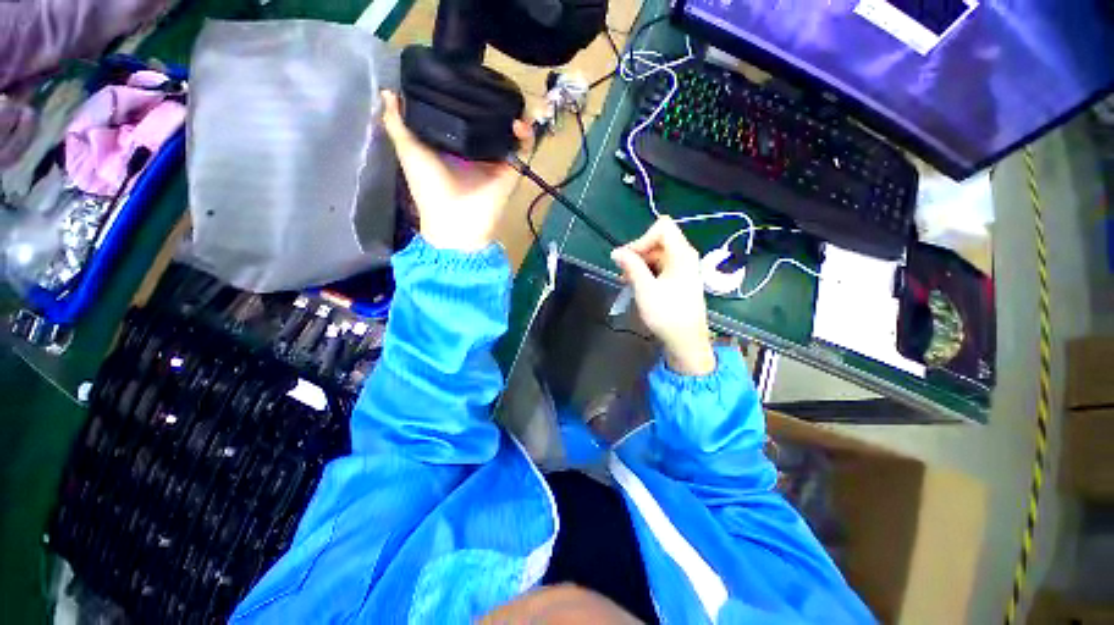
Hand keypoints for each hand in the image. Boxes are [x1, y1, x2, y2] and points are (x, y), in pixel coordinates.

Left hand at [380, 90, 531, 251]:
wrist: (454, 222)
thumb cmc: (429, 188)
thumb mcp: (409, 151)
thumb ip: (398, 123)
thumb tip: (389, 92)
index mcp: (453, 144)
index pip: (463, 112)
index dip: (466, 93)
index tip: (467, 73)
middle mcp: (476, 149)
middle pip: (489, 118)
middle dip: (494, 101)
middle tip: (493, 82)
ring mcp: (495, 159)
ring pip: (508, 130)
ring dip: (514, 114)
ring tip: (512, 98)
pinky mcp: (511, 169)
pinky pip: (523, 148)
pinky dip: (525, 135)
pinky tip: (519, 123)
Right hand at [611, 217, 715, 375]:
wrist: (686, 341)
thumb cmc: (667, 314)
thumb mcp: (645, 289)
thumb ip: (631, 266)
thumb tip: (616, 252)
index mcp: (681, 254)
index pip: (663, 227)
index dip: (643, 238)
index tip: (630, 258)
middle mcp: (685, 256)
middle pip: (659, 241)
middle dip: (639, 253)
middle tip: (624, 273)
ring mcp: (683, 268)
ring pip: (657, 255)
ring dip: (640, 265)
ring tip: (628, 282)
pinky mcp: (679, 280)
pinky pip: (661, 267)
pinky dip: (647, 273)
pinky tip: (637, 286)